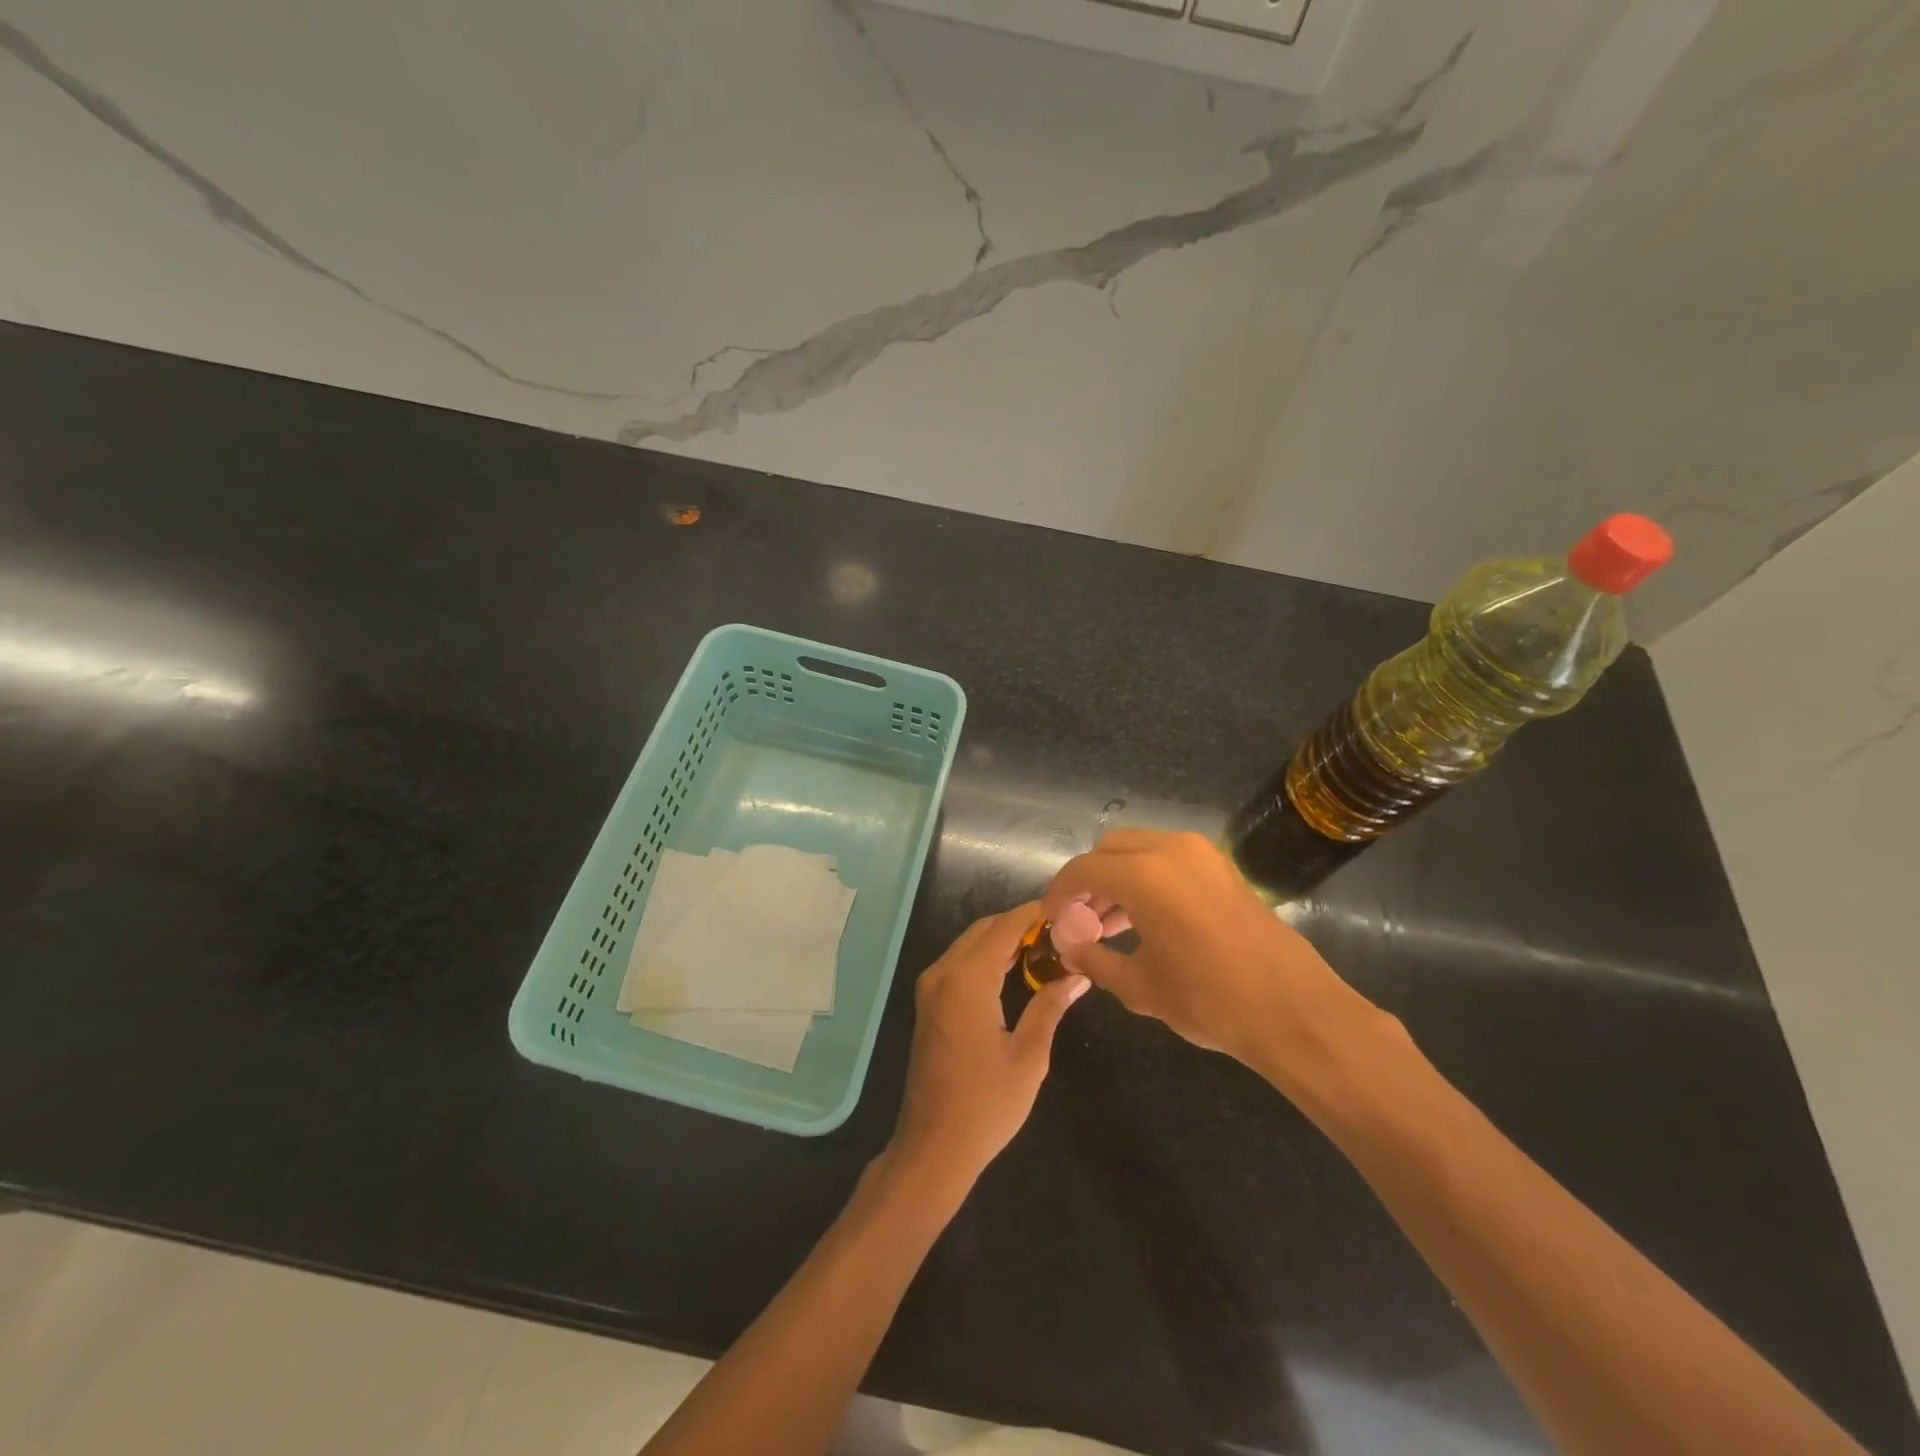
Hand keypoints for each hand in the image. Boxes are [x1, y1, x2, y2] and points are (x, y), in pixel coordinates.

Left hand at [889, 903, 1089, 1187]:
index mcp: (967, 979)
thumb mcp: (1029, 1056)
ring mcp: (930, 988)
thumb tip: (1078, 976)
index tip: (1066, 908)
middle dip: (1019, 924)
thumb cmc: (986, 1104)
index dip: (1034, 913)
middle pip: (983, 930)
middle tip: (1061, 930)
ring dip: (1003, 939)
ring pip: (969, 944)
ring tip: (1046, 946)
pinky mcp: (928, 1003)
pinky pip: (959, 963)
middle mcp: (942, 973)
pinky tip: (1016, 969)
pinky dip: (986, 956)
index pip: (1004, 927)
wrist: (933, 1146)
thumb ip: (1050, 1007)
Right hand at [1042, 831, 1386, 1089]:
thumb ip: (1093, 957)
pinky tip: (1146, 920)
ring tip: (1110, 925)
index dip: (1059, 892)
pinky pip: (1168, 858)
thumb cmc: (1209, 1000)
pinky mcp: (1222, 867)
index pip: (1083, 869)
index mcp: (1144, 875)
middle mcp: (1171, 849)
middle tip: (1082, 920)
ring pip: (1139, 849)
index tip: (1051, 918)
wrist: (1294, 1011)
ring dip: (1118, 878)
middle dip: (1089, 880)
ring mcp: (1202, 854)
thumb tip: (1066, 945)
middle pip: (1109, 849)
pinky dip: (1147, 878)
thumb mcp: (1139, 985)